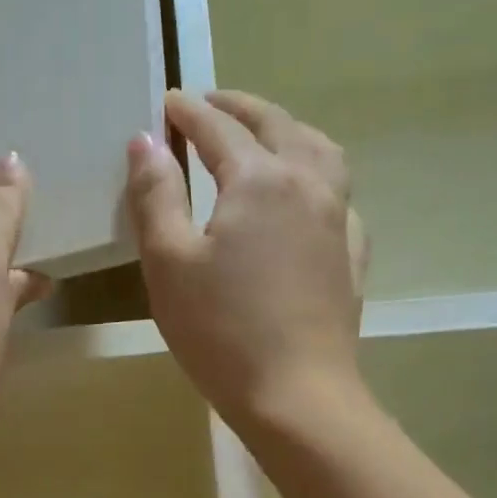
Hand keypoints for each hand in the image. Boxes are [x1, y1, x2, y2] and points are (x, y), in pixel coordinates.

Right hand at [127, 89, 367, 432]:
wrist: (296, 395)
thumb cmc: (221, 331)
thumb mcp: (169, 263)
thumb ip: (155, 196)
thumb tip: (146, 141)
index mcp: (260, 181)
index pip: (219, 129)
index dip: (189, 112)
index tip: (167, 102)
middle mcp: (307, 184)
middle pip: (276, 126)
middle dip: (239, 108)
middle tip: (209, 105)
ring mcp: (337, 219)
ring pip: (319, 150)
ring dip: (286, 130)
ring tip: (263, 135)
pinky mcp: (351, 255)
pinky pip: (338, 193)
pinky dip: (316, 175)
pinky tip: (304, 196)